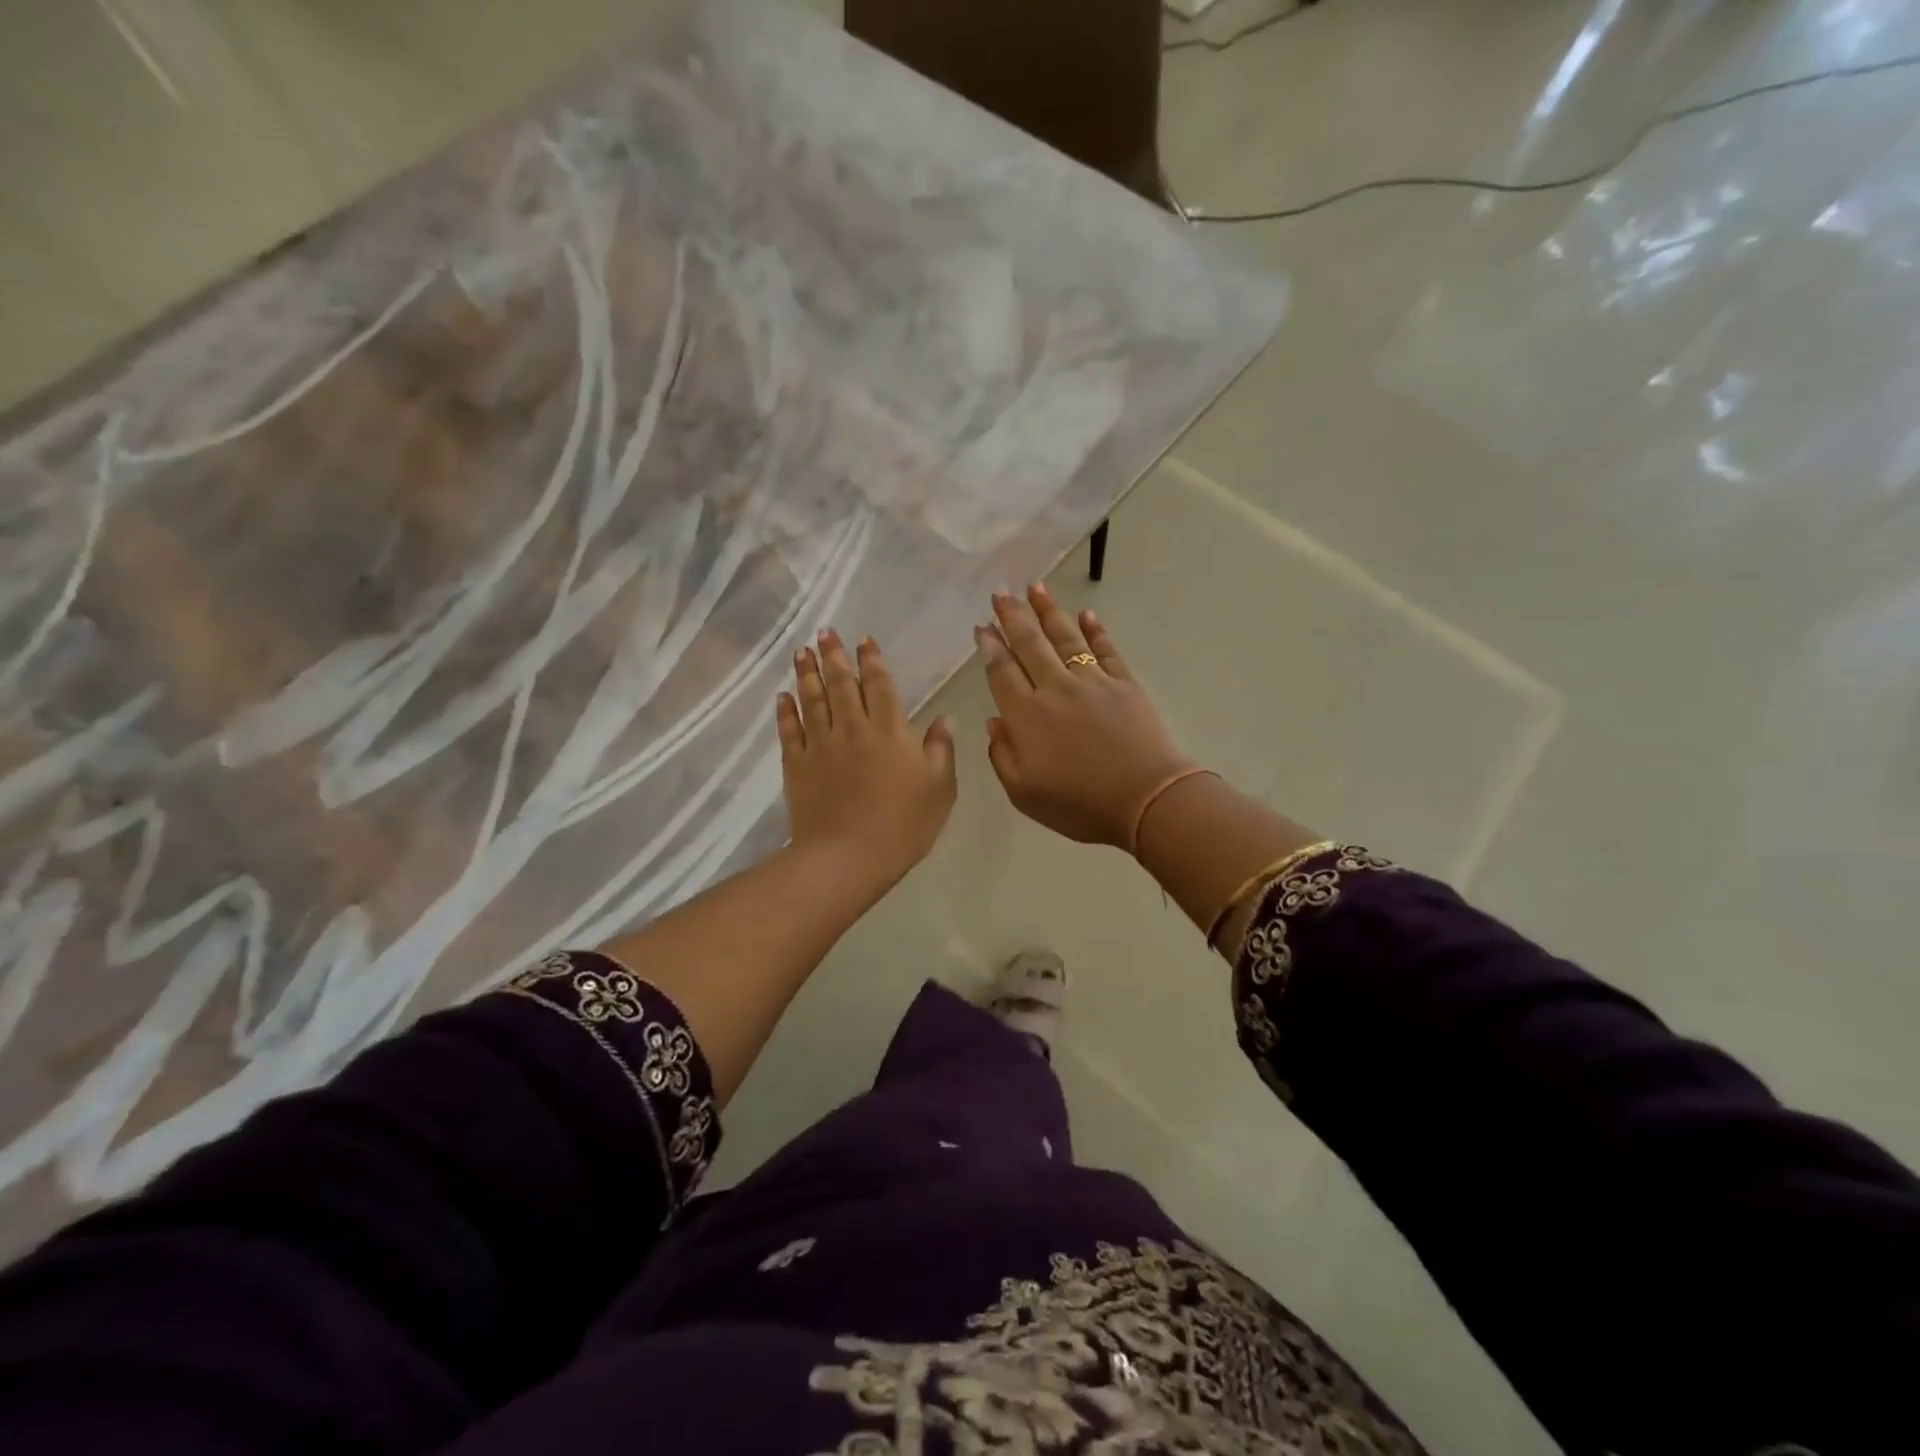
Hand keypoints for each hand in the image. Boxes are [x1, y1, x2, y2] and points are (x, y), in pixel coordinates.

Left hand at [777, 630, 956, 891]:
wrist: (849, 857)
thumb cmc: (904, 824)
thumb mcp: (940, 788)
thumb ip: (942, 749)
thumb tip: (945, 718)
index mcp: (890, 730)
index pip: (879, 685)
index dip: (872, 661)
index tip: (864, 641)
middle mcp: (852, 728)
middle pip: (840, 684)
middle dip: (834, 656)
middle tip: (825, 633)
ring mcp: (821, 745)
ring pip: (812, 699)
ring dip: (807, 673)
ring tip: (802, 651)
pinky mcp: (797, 765)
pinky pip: (789, 730)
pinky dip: (785, 711)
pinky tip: (783, 696)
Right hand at [978, 585, 1195, 849]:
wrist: (1146, 800)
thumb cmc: (1079, 805)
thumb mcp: (1024, 793)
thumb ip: (1002, 755)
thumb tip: (994, 721)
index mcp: (1026, 715)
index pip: (1002, 672)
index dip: (991, 647)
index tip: (983, 626)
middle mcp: (1055, 688)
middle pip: (1030, 644)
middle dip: (1013, 617)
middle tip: (1001, 593)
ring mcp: (1092, 682)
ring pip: (1065, 638)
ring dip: (1048, 611)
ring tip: (1035, 587)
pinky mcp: (1124, 684)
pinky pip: (1106, 650)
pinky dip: (1095, 631)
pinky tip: (1086, 615)